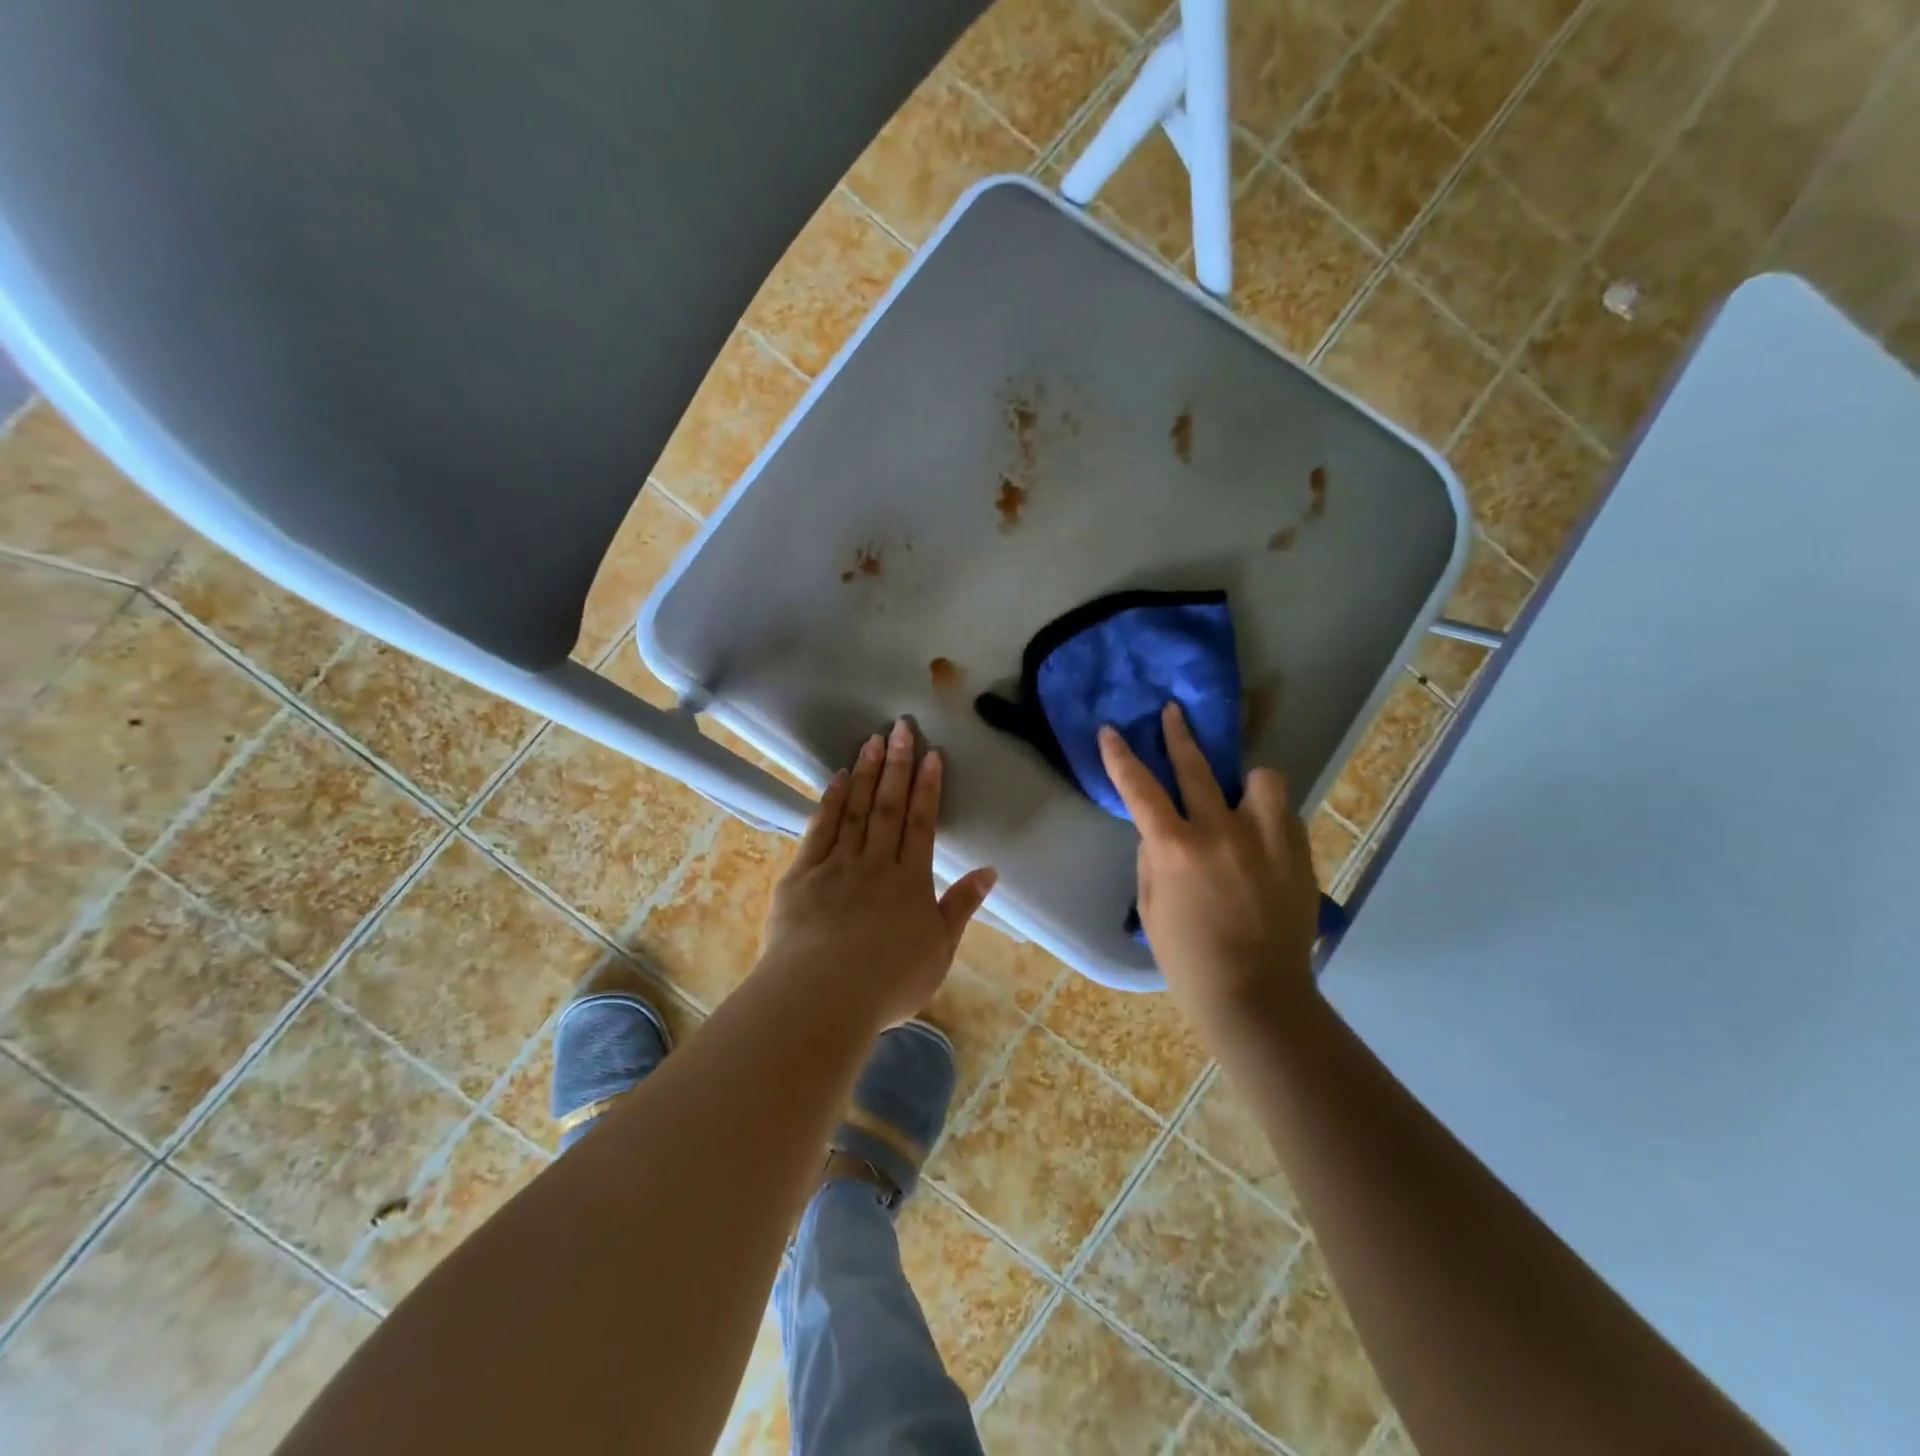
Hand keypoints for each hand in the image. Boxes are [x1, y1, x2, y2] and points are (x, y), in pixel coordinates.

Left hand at [763, 718, 997, 1027]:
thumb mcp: (939, 951)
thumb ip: (961, 907)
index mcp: (911, 882)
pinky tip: (836, 778)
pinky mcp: (802, 874)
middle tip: (901, 727)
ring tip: (873, 740)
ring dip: (865, 773)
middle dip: (897, 766)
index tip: (931, 755)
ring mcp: (836, 865)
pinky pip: (819, 829)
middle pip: (888, 807)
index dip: (927, 788)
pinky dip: (830, 802)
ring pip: (855, 810)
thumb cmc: (888, 982)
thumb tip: (989, 871)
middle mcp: (876, 864)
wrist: (823, 995)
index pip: (922, 824)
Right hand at [1098, 703, 1319, 1029]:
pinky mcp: (1298, 854)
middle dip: (1179, 734)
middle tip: (1173, 712)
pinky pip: (1284, 815)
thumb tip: (1162, 830)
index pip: (1140, 788)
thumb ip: (1154, 858)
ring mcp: (1265, 840)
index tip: (1111, 731)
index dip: (1120, 756)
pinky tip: (1262, 839)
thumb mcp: (1151, 906)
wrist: (1255, 995)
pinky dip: (1269, 818)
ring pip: (1262, 779)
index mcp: (1175, 848)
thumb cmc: (1187, 958)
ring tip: (1242, 797)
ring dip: (1246, 783)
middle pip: (1197, 767)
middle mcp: (1220, 832)